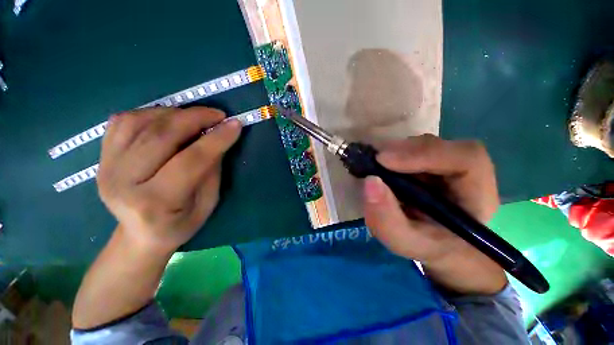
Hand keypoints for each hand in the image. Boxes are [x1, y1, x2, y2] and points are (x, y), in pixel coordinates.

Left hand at [98, 107, 240, 253]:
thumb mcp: (208, 202)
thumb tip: (218, 137)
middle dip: (195, 118)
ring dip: (174, 113)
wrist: (140, 235)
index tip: (235, 124)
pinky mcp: (101, 157)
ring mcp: (106, 167)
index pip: (191, 160)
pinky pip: (122, 121)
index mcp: (155, 202)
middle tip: (218, 115)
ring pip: (139, 122)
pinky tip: (168, 119)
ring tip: (195, 117)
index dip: (217, 139)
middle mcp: (123, 182)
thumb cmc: (181, 223)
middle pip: (161, 136)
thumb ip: (212, 169)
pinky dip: (150, 113)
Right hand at [363, 134, 506, 294]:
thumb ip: (386, 218)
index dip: (425, 154)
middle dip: (405, 151)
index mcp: (477, 196)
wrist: (437, 246)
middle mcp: (467, 174)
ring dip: (397, 152)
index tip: (384, 161)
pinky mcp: (432, 164)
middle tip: (375, 161)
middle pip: (442, 147)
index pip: (466, 159)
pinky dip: (395, 155)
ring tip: (377, 165)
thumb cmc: (426, 247)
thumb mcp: (403, 241)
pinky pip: (414, 150)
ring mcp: (448, 166)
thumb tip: (370, 181)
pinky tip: (383, 166)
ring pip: (425, 146)